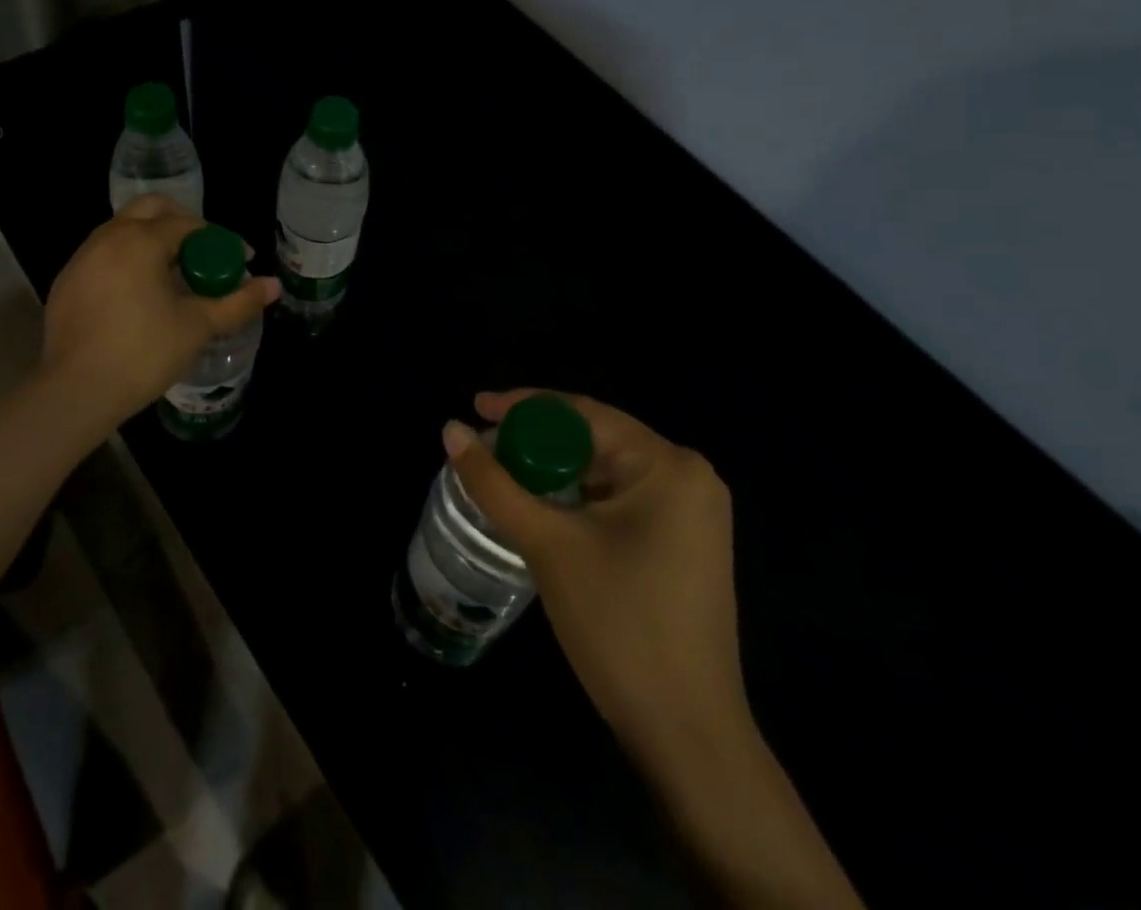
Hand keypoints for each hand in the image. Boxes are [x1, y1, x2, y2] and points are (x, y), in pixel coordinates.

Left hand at [40, 195, 278, 426]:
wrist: (76, 391)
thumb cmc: (144, 353)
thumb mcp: (198, 326)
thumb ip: (238, 302)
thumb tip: (273, 286)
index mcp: (141, 240)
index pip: (189, 224)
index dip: (220, 240)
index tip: (239, 261)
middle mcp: (108, 237)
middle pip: (152, 209)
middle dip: (183, 225)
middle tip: (204, 255)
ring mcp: (82, 258)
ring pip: (124, 230)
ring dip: (153, 242)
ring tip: (174, 276)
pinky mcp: (67, 281)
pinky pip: (104, 255)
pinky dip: (128, 261)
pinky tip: (139, 296)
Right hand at [445, 391, 745, 764]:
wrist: (688, 735)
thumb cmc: (620, 625)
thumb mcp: (548, 544)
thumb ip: (494, 483)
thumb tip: (449, 429)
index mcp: (668, 465)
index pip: (582, 413)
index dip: (522, 405)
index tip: (474, 406)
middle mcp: (688, 477)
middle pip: (595, 439)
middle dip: (535, 440)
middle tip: (482, 447)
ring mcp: (692, 514)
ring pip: (604, 471)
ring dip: (552, 471)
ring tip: (500, 473)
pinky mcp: (683, 543)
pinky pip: (619, 500)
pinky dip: (576, 498)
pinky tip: (540, 507)